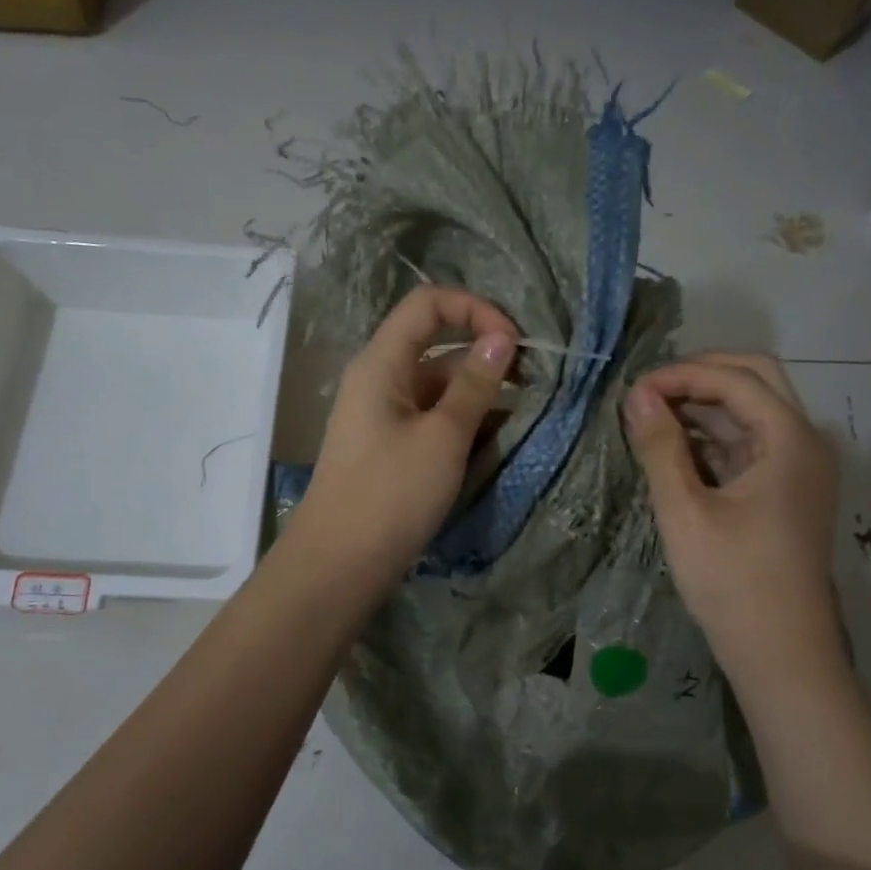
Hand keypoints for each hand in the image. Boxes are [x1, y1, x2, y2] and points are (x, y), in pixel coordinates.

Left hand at [291, 286, 517, 584]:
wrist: (339, 565)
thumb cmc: (391, 494)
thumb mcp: (443, 437)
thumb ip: (474, 384)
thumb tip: (501, 338)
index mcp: (382, 363)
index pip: (428, 305)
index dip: (474, 310)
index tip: (514, 344)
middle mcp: (380, 381)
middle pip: (436, 346)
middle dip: (485, 359)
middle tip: (531, 387)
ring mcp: (384, 417)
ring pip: (439, 388)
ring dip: (478, 397)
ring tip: (518, 422)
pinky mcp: (391, 449)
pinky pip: (432, 420)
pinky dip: (462, 425)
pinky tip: (494, 445)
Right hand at [625, 352, 840, 662]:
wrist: (780, 652)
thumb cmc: (732, 581)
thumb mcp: (685, 511)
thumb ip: (660, 447)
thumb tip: (638, 395)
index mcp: (791, 440)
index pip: (736, 380)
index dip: (682, 376)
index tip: (634, 392)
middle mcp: (805, 443)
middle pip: (755, 381)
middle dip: (699, 378)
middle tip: (648, 394)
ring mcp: (799, 468)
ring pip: (751, 412)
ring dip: (703, 406)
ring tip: (650, 418)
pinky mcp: (785, 491)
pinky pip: (749, 444)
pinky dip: (713, 437)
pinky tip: (674, 448)